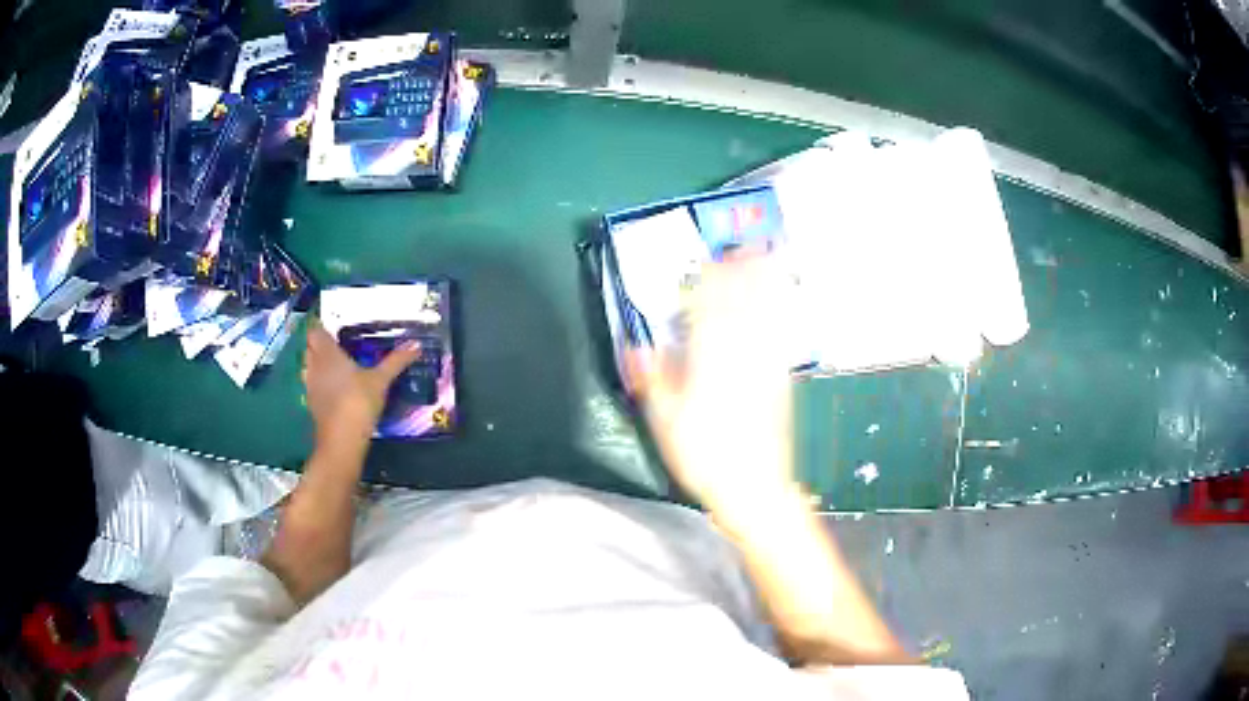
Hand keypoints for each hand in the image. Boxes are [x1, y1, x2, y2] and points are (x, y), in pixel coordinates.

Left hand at [302, 321, 420, 448]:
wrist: (342, 439)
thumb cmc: (359, 401)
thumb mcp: (381, 380)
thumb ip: (396, 361)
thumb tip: (416, 344)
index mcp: (328, 353)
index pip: (315, 331)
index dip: (321, 328)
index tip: (333, 328)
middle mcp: (315, 366)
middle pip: (309, 347)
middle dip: (319, 344)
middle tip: (337, 345)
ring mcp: (310, 385)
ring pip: (308, 366)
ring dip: (316, 363)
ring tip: (334, 366)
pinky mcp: (311, 404)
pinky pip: (312, 385)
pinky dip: (319, 383)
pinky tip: (334, 389)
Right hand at [625, 254, 798, 520]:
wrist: (754, 487)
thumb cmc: (704, 457)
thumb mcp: (666, 423)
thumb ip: (654, 380)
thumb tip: (638, 348)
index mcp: (708, 363)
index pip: (707, 311)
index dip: (708, 283)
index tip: (707, 263)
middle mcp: (740, 356)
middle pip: (741, 305)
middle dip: (741, 274)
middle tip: (743, 247)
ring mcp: (765, 367)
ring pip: (764, 315)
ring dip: (764, 285)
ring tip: (767, 258)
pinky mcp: (782, 380)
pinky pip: (779, 337)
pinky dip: (779, 314)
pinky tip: (780, 304)